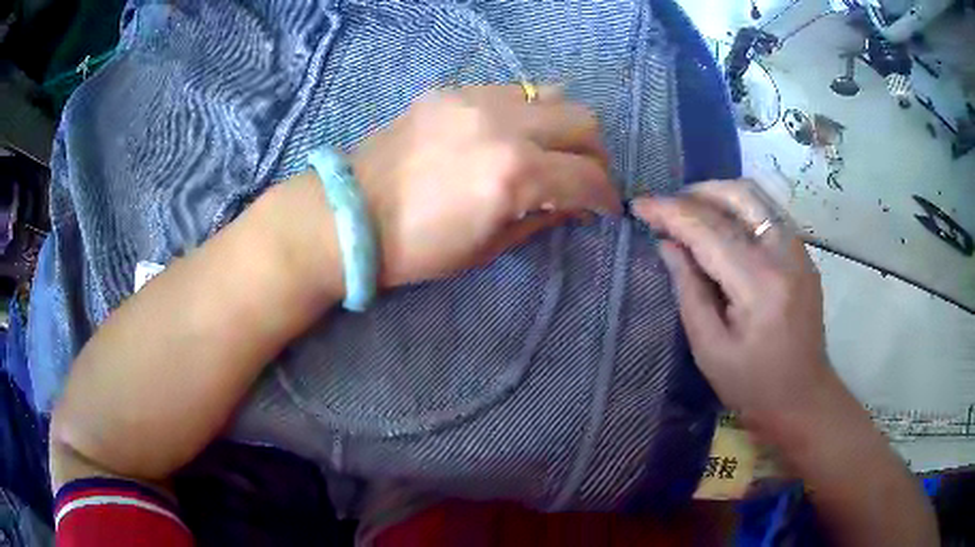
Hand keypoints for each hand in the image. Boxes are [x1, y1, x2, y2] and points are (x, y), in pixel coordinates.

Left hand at [351, 85, 619, 287]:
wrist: (349, 215)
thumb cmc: (416, 248)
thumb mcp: (488, 247)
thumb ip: (542, 217)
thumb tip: (577, 205)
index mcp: (513, 175)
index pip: (586, 177)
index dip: (605, 197)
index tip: (606, 209)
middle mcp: (503, 125)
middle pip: (583, 121)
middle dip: (596, 154)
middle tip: (585, 177)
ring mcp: (475, 99)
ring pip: (553, 94)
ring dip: (565, 125)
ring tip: (554, 150)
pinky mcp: (451, 91)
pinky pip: (512, 91)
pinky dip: (528, 112)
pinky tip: (513, 133)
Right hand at [632, 181, 833, 429]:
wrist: (803, 398)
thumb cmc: (752, 386)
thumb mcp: (709, 349)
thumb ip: (688, 290)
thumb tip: (668, 244)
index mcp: (760, 285)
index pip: (709, 230)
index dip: (670, 212)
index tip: (639, 205)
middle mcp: (785, 254)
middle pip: (739, 195)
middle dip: (696, 193)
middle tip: (667, 209)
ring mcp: (800, 250)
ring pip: (756, 197)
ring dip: (718, 196)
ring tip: (690, 213)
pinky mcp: (804, 254)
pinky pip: (768, 213)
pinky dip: (738, 209)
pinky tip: (721, 228)